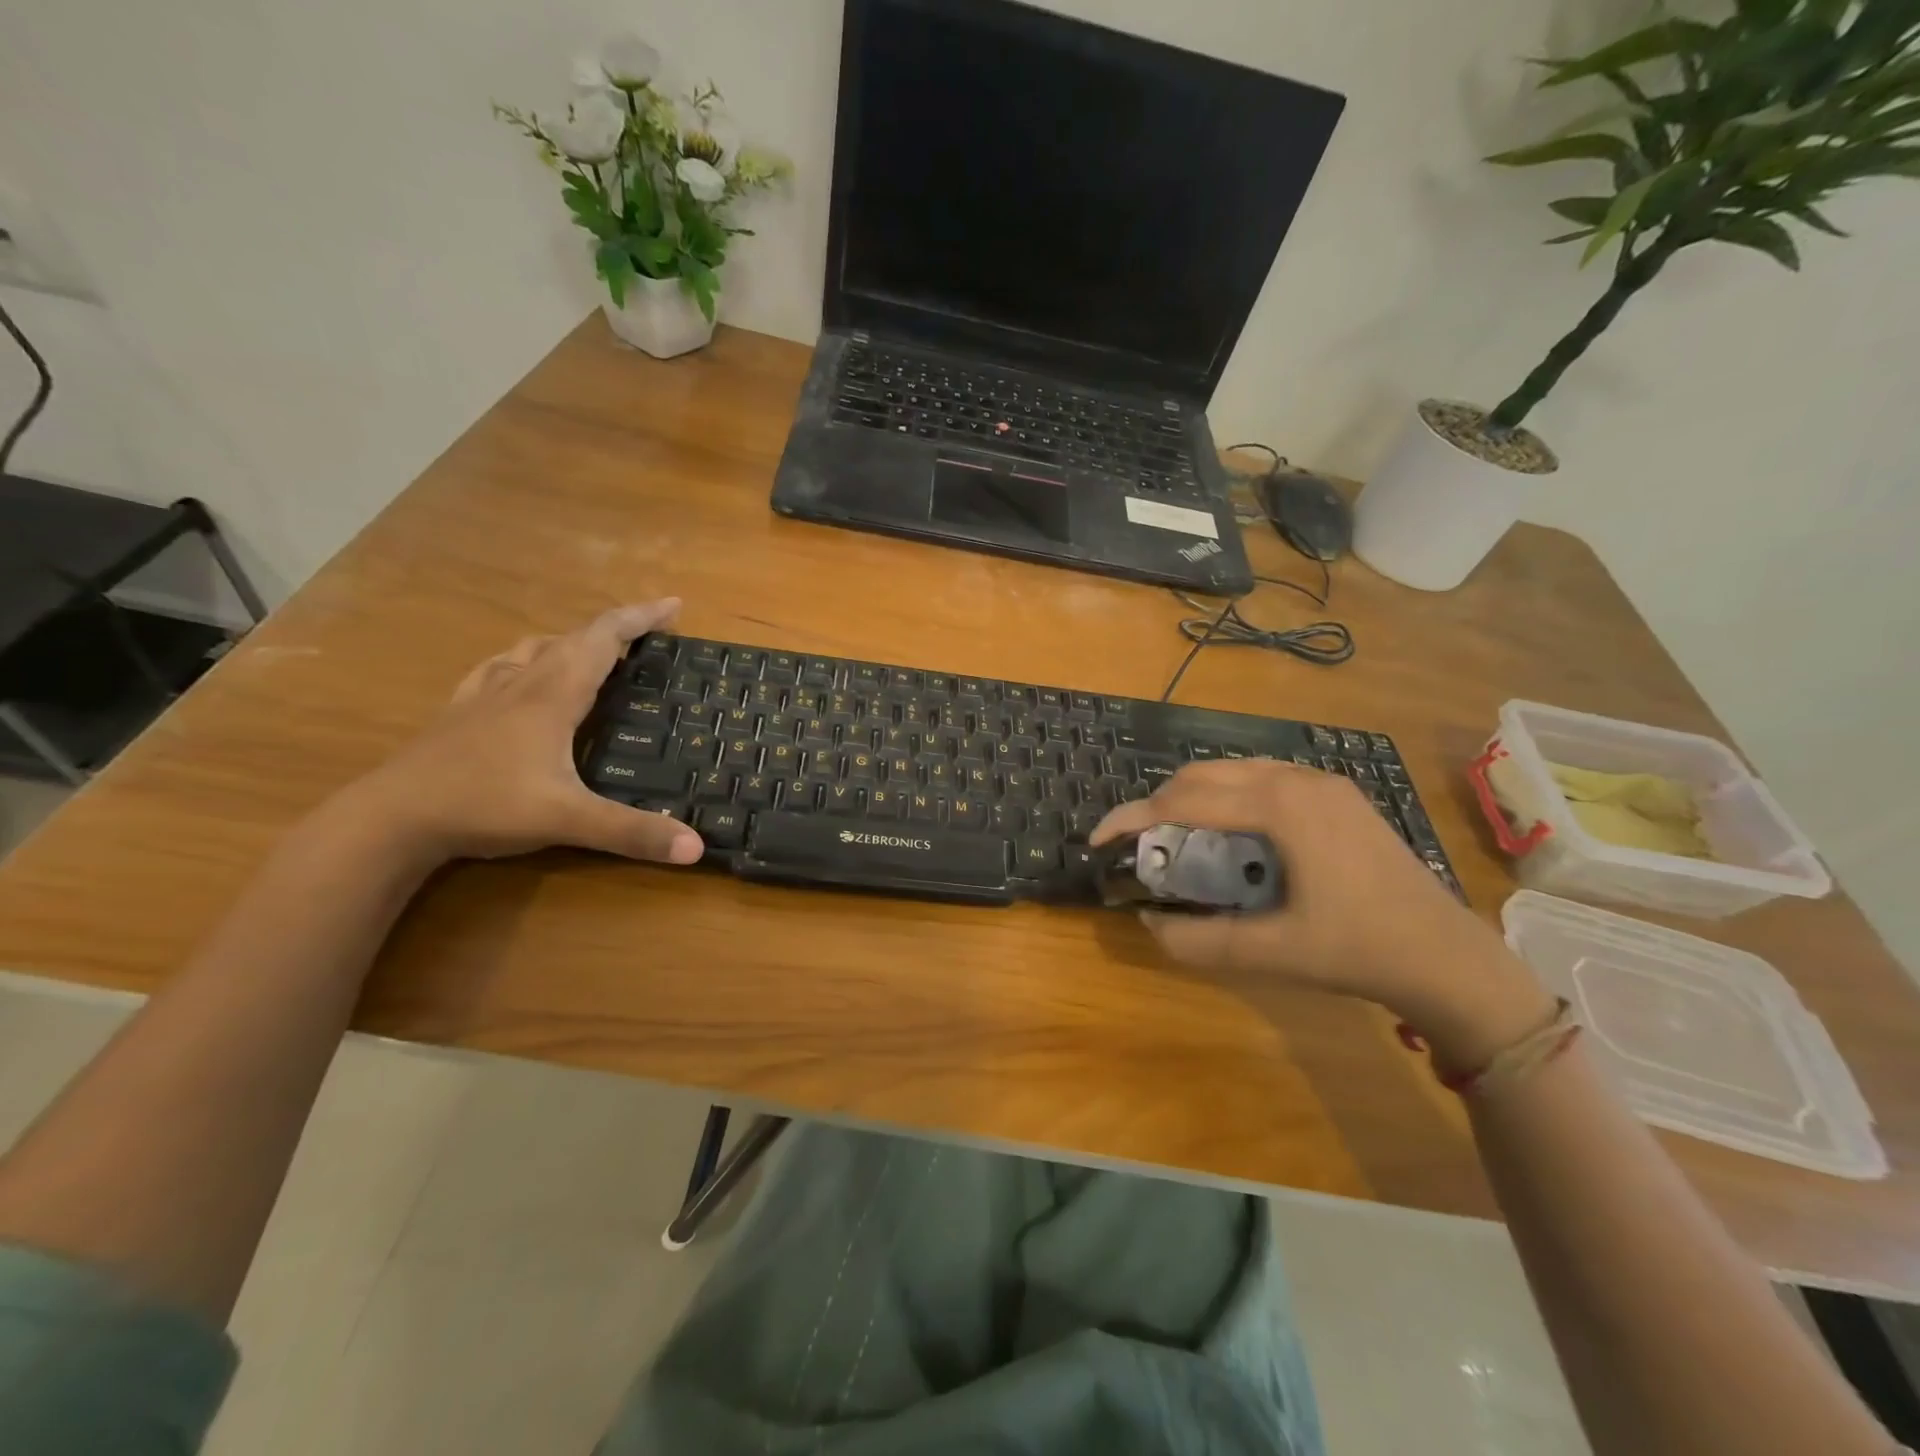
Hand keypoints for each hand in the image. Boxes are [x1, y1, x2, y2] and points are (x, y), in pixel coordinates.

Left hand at [339, 601, 703, 866]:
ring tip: (594, 654)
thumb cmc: (484, 806)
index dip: (640, 618)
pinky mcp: (460, 713)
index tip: (674, 605)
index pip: (603, 639)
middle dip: (617, 629)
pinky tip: (520, 675)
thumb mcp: (568, 820)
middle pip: (574, 638)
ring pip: (535, 649)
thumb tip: (697, 849)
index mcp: (552, 695)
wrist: (390, 819)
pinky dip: (526, 660)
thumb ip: (633, 832)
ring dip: (571, 642)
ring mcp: (484, 695)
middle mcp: (521, 683)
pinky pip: (500, 668)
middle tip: (649, 636)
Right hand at [1091, 759, 1520, 1022]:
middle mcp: (1297, 778)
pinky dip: (1228, 796)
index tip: (1099, 839)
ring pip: (1233, 770)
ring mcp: (1322, 781)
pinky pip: (1263, 777)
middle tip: (1137, 842)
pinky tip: (1228, 832)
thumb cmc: (1359, 949)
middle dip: (1159, 803)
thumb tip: (1148, 924)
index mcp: (1281, 806)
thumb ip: (1201, 940)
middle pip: (1204, 774)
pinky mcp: (1336, 793)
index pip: (1184, 800)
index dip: (1133, 817)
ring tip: (1174, 836)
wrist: (1448, 956)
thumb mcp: (1272, 952)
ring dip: (1193, 796)